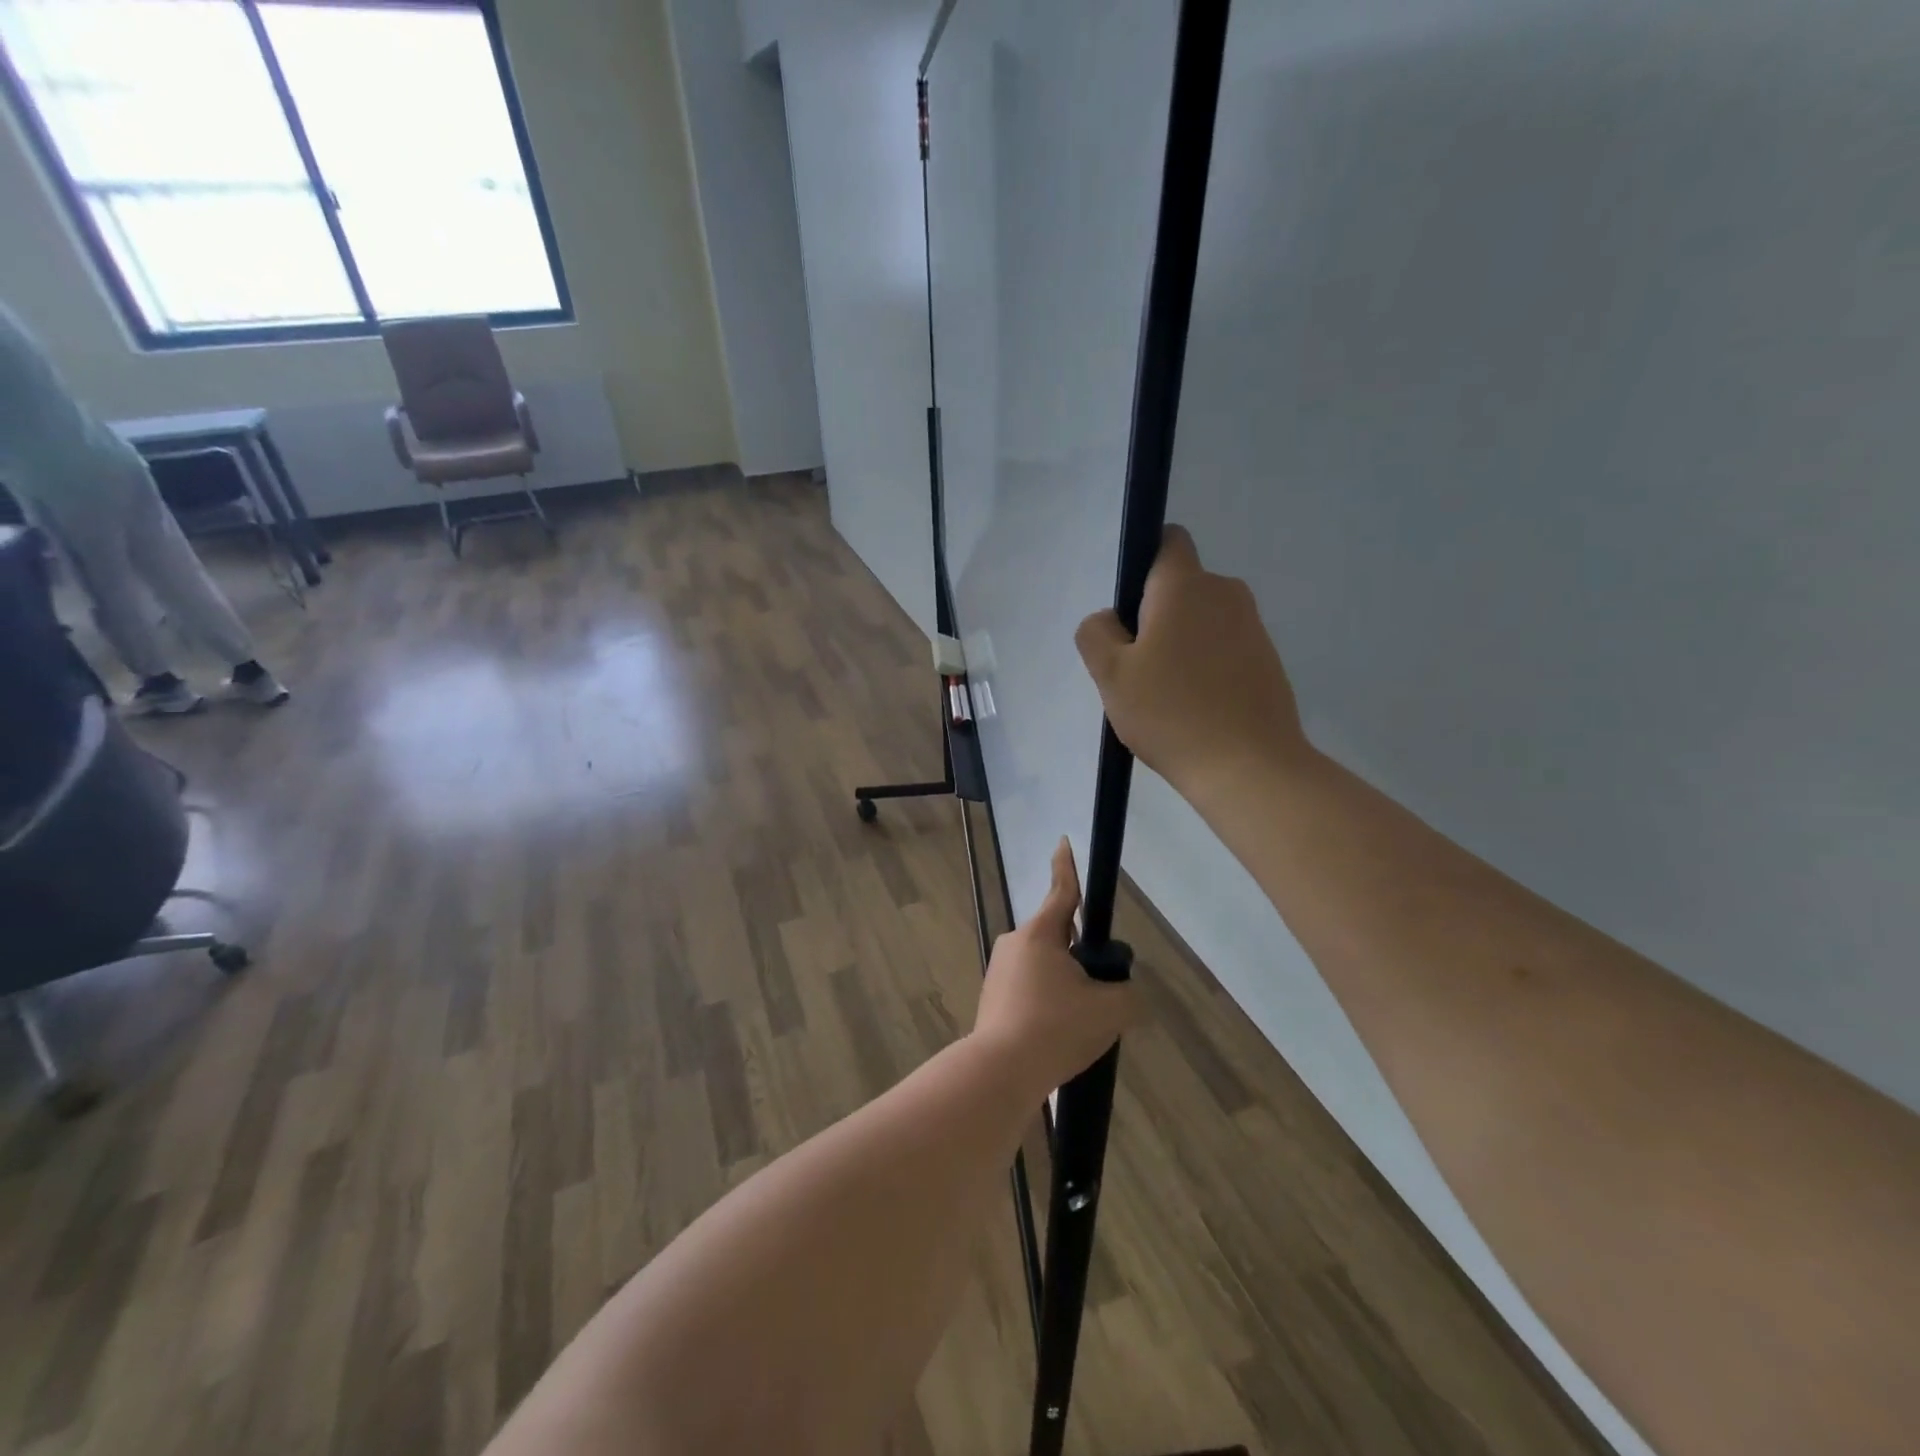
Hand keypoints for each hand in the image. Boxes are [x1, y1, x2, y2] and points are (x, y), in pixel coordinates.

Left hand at [972, 840, 1135, 1095]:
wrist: (1001, 1071)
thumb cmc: (1056, 1028)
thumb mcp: (1111, 1010)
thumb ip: (1128, 994)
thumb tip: (1123, 993)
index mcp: (1041, 934)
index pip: (1062, 891)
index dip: (1068, 866)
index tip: (1063, 842)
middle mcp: (1015, 943)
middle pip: (1058, 937)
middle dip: (1081, 956)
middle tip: (1099, 992)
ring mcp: (1000, 971)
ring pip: (1045, 967)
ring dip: (1065, 984)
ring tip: (1078, 1024)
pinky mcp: (993, 997)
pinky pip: (1030, 990)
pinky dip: (1048, 1003)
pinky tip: (1058, 1035)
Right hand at [1075, 525, 1308, 798]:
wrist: (1250, 768)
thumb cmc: (1172, 713)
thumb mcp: (1111, 675)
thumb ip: (1096, 633)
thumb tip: (1110, 620)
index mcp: (1186, 586)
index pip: (1166, 540)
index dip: (1141, 563)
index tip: (1127, 610)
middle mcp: (1226, 593)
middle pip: (1180, 587)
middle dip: (1154, 616)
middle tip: (1136, 669)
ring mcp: (1253, 627)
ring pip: (1201, 620)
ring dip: (1179, 644)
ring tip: (1165, 696)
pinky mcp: (1267, 660)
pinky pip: (1223, 648)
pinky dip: (1205, 666)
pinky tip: (1194, 709)